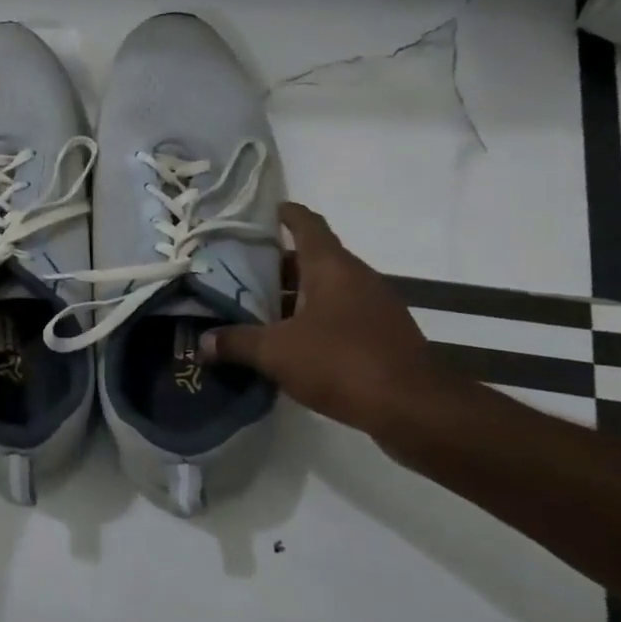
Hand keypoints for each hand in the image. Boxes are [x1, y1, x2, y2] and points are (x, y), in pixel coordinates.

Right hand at [200, 202, 453, 442]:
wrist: (416, 409)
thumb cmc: (342, 362)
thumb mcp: (277, 352)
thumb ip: (237, 342)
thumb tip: (204, 341)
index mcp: (331, 267)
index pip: (307, 224)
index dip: (285, 214)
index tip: (262, 212)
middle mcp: (356, 278)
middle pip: (312, 259)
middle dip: (276, 265)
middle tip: (240, 273)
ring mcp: (374, 307)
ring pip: (326, 289)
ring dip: (294, 296)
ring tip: (257, 309)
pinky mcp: (382, 336)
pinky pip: (339, 316)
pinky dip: (313, 320)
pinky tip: (289, 343)